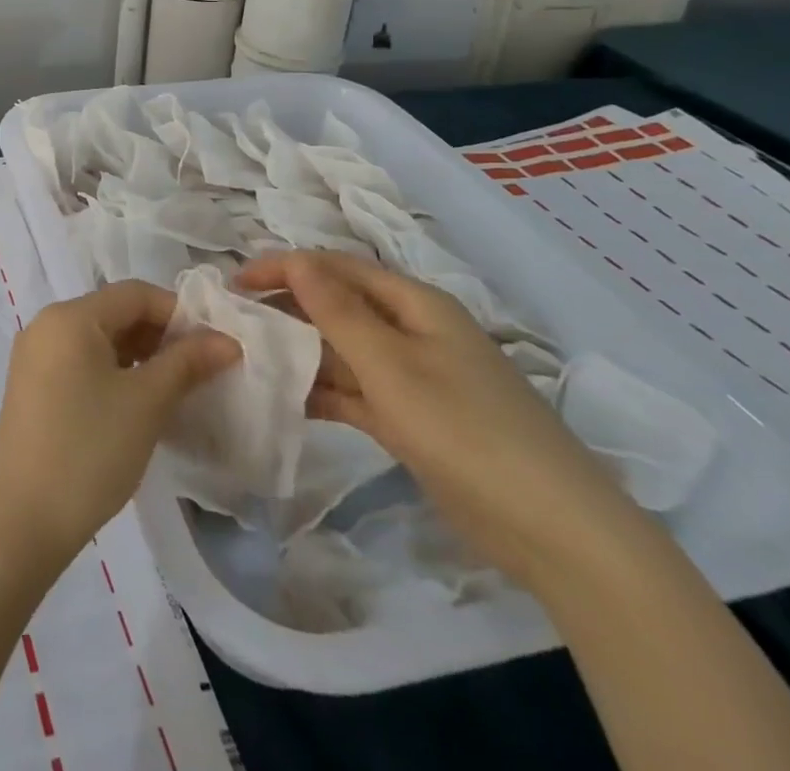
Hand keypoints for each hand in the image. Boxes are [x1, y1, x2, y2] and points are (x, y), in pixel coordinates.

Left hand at [0, 281, 239, 566]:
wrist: (22, 519)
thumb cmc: (88, 450)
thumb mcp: (146, 403)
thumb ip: (186, 363)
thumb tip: (227, 340)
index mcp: (70, 316)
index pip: (134, 294)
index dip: (179, 312)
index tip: (215, 345)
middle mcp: (47, 325)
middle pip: (115, 313)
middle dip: (161, 336)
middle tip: (201, 370)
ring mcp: (36, 357)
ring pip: (99, 340)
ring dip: (140, 356)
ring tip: (177, 389)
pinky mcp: (33, 387)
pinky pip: (82, 363)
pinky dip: (115, 373)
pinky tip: (139, 404)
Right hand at [239, 251, 640, 590]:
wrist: (554, 531)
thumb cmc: (466, 429)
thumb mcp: (392, 365)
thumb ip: (338, 311)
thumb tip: (295, 259)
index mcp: (414, 304)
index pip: (336, 267)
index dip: (284, 267)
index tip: (235, 284)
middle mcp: (412, 330)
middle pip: (338, 305)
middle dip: (288, 308)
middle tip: (235, 323)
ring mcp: (414, 377)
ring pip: (344, 350)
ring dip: (302, 351)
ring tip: (250, 359)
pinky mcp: (413, 418)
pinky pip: (357, 391)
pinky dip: (324, 391)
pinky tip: (287, 400)